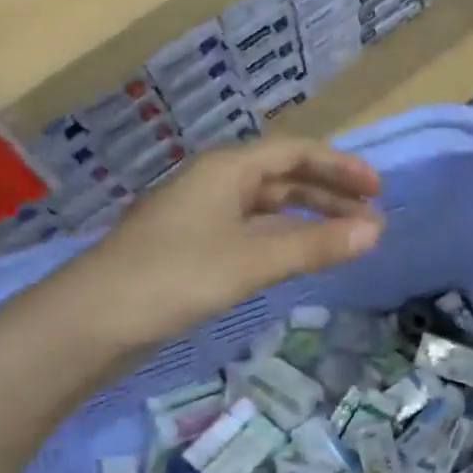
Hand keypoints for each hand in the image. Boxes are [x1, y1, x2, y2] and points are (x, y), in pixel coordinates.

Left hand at [45, 138, 382, 350]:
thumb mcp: (251, 260)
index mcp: (227, 170)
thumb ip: (314, 245)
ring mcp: (201, 219)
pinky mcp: (193, 251)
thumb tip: (375, 231)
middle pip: (283, 179)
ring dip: (308, 222)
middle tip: (371, 221)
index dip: (340, 167)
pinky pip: (251, 236)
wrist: (93, 320)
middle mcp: (215, 185)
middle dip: (329, 197)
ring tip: (345, 242)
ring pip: (267, 210)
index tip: (378, 190)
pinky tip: (298, 260)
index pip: (295, 153)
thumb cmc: (174, 276)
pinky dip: (282, 243)